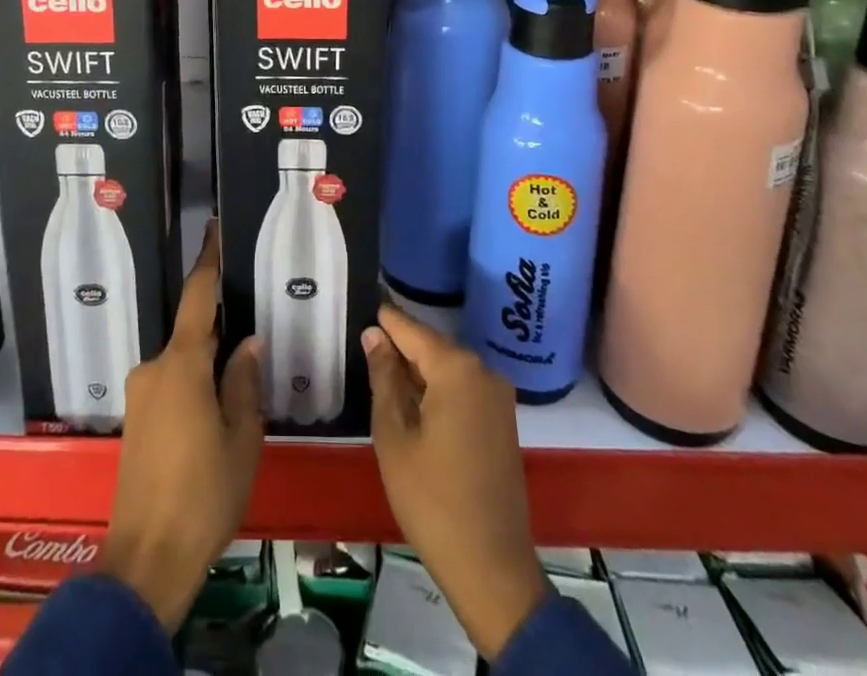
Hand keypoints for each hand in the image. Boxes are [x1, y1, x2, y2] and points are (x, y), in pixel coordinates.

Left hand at [101, 223, 263, 631]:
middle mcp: (154, 368)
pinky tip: (214, 412)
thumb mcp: (241, 437)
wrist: (146, 558)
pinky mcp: (136, 420)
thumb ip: (243, 382)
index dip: (208, 261)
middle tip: (252, 331)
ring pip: (182, 363)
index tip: (213, 229)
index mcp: (182, 364)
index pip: (197, 297)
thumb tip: (247, 343)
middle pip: (192, 333)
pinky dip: (193, 385)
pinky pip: (170, 384)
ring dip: (207, 364)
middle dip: (219, 330)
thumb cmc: (203, 493)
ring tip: (239, 383)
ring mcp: (141, 395)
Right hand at [363, 303, 550, 661]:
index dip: (386, 318)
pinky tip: (413, 402)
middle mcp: (483, 371)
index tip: (364, 298)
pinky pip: (463, 389)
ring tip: (381, 371)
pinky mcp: (503, 421)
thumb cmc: (432, 499)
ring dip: (418, 370)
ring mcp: (498, 397)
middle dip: (400, 346)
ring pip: (448, 368)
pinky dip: (437, 389)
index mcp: (456, 368)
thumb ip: (384, 378)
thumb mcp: (394, 435)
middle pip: (432, 346)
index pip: (411, 329)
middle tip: (365, 341)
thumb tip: (375, 335)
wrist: (492, 568)